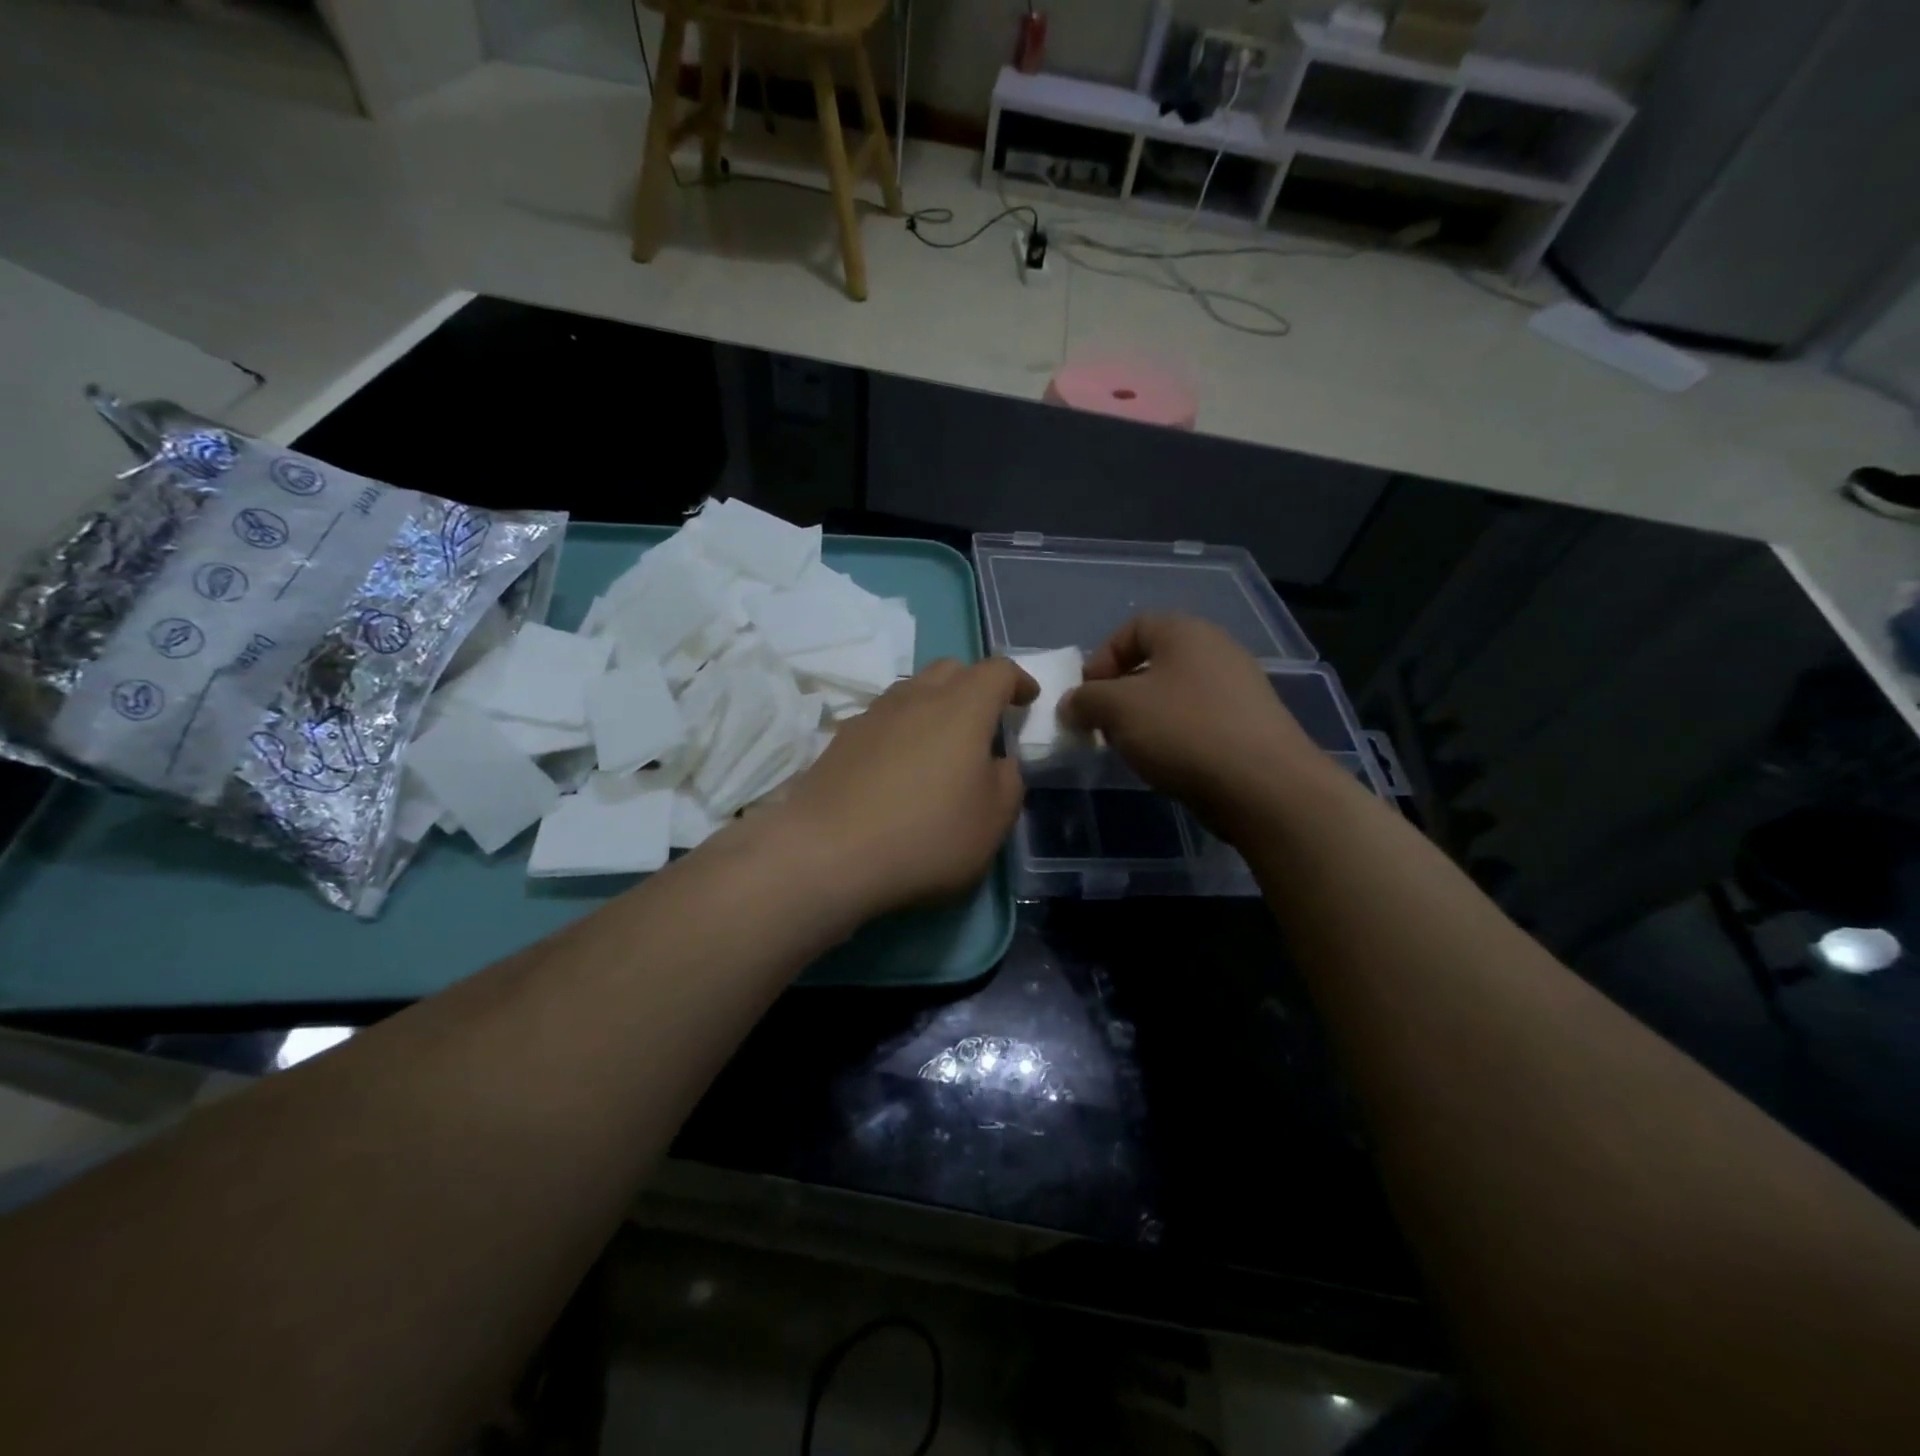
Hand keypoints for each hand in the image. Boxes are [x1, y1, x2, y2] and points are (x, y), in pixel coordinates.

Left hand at [773, 658, 1037, 917]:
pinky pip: (882, 718)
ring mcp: (873, 715)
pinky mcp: (841, 739)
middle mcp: (916, 698)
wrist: (827, 854)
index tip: (1027, 700)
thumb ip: (1008, 783)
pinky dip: (901, 728)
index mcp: (962, 708)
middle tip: (985, 720)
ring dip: (934, 704)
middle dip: (974, 685)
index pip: (997, 670)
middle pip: (950, 669)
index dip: (1018, 680)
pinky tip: (899, 766)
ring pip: (912, 689)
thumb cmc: (926, 837)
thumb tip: (998, 763)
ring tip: (941, 743)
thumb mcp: (992, 822)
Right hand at [1060, 614, 1330, 836]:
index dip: (1101, 658)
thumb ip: (1085, 700)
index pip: (1133, 627)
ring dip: (1146, 717)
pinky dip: (1175, 736)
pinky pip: (1199, 721)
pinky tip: (1167, 763)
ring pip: (1176, 695)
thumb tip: (1071, 704)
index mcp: (1186, 632)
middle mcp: (1217, 650)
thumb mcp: (1117, 708)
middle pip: (1154, 662)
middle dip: (1120, 692)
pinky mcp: (1250, 726)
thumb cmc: (1183, 730)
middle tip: (1103, 724)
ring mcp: (1239, 689)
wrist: (1263, 785)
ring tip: (1131, 748)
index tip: (1086, 695)